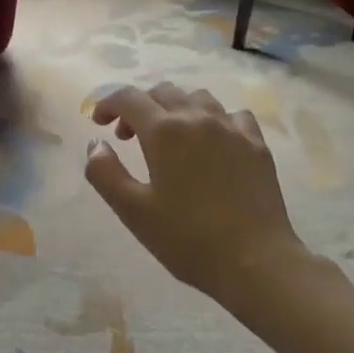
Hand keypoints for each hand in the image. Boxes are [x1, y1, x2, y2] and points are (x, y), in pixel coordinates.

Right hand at [85, 83, 310, 304]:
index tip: (98, 123)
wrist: (254, 260)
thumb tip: (96, 144)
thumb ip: (105, 173)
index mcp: (164, 132)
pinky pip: (231, 115)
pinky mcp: (257, 144)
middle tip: (128, 137)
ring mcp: (232, 128)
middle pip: (162, 92)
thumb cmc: (186, 238)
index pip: (128, 98)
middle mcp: (198, 118)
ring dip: (175, 108)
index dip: (107, 104)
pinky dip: (212, 120)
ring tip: (169, 137)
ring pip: (198, 98)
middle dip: (139, 107)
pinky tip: (211, 143)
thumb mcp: (133, 211)